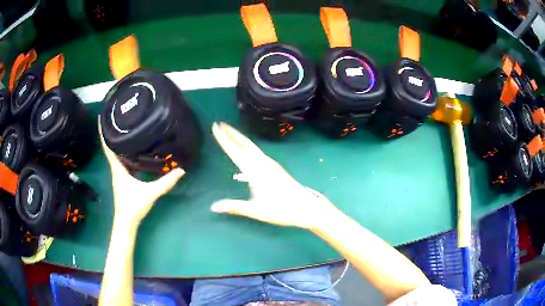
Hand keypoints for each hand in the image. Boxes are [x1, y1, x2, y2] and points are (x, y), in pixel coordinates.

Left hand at [99, 118, 184, 226]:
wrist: (126, 222)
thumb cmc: (133, 207)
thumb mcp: (150, 194)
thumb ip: (165, 183)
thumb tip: (181, 169)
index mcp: (118, 168)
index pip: (108, 147)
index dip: (103, 132)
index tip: (101, 117)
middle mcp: (116, 168)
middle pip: (110, 146)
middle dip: (109, 130)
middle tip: (115, 114)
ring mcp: (118, 173)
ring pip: (115, 152)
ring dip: (115, 139)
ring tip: (122, 125)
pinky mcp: (122, 177)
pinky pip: (120, 159)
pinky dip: (121, 150)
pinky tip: (129, 146)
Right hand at [211, 122, 337, 229]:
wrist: (306, 207)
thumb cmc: (281, 209)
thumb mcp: (256, 210)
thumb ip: (234, 207)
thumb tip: (213, 207)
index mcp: (255, 170)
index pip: (235, 151)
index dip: (224, 138)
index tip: (215, 126)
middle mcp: (262, 163)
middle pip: (244, 143)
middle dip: (232, 133)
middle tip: (220, 124)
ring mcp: (270, 164)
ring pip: (251, 146)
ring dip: (239, 138)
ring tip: (230, 133)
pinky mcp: (275, 167)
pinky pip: (257, 152)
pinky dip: (247, 146)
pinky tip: (246, 151)